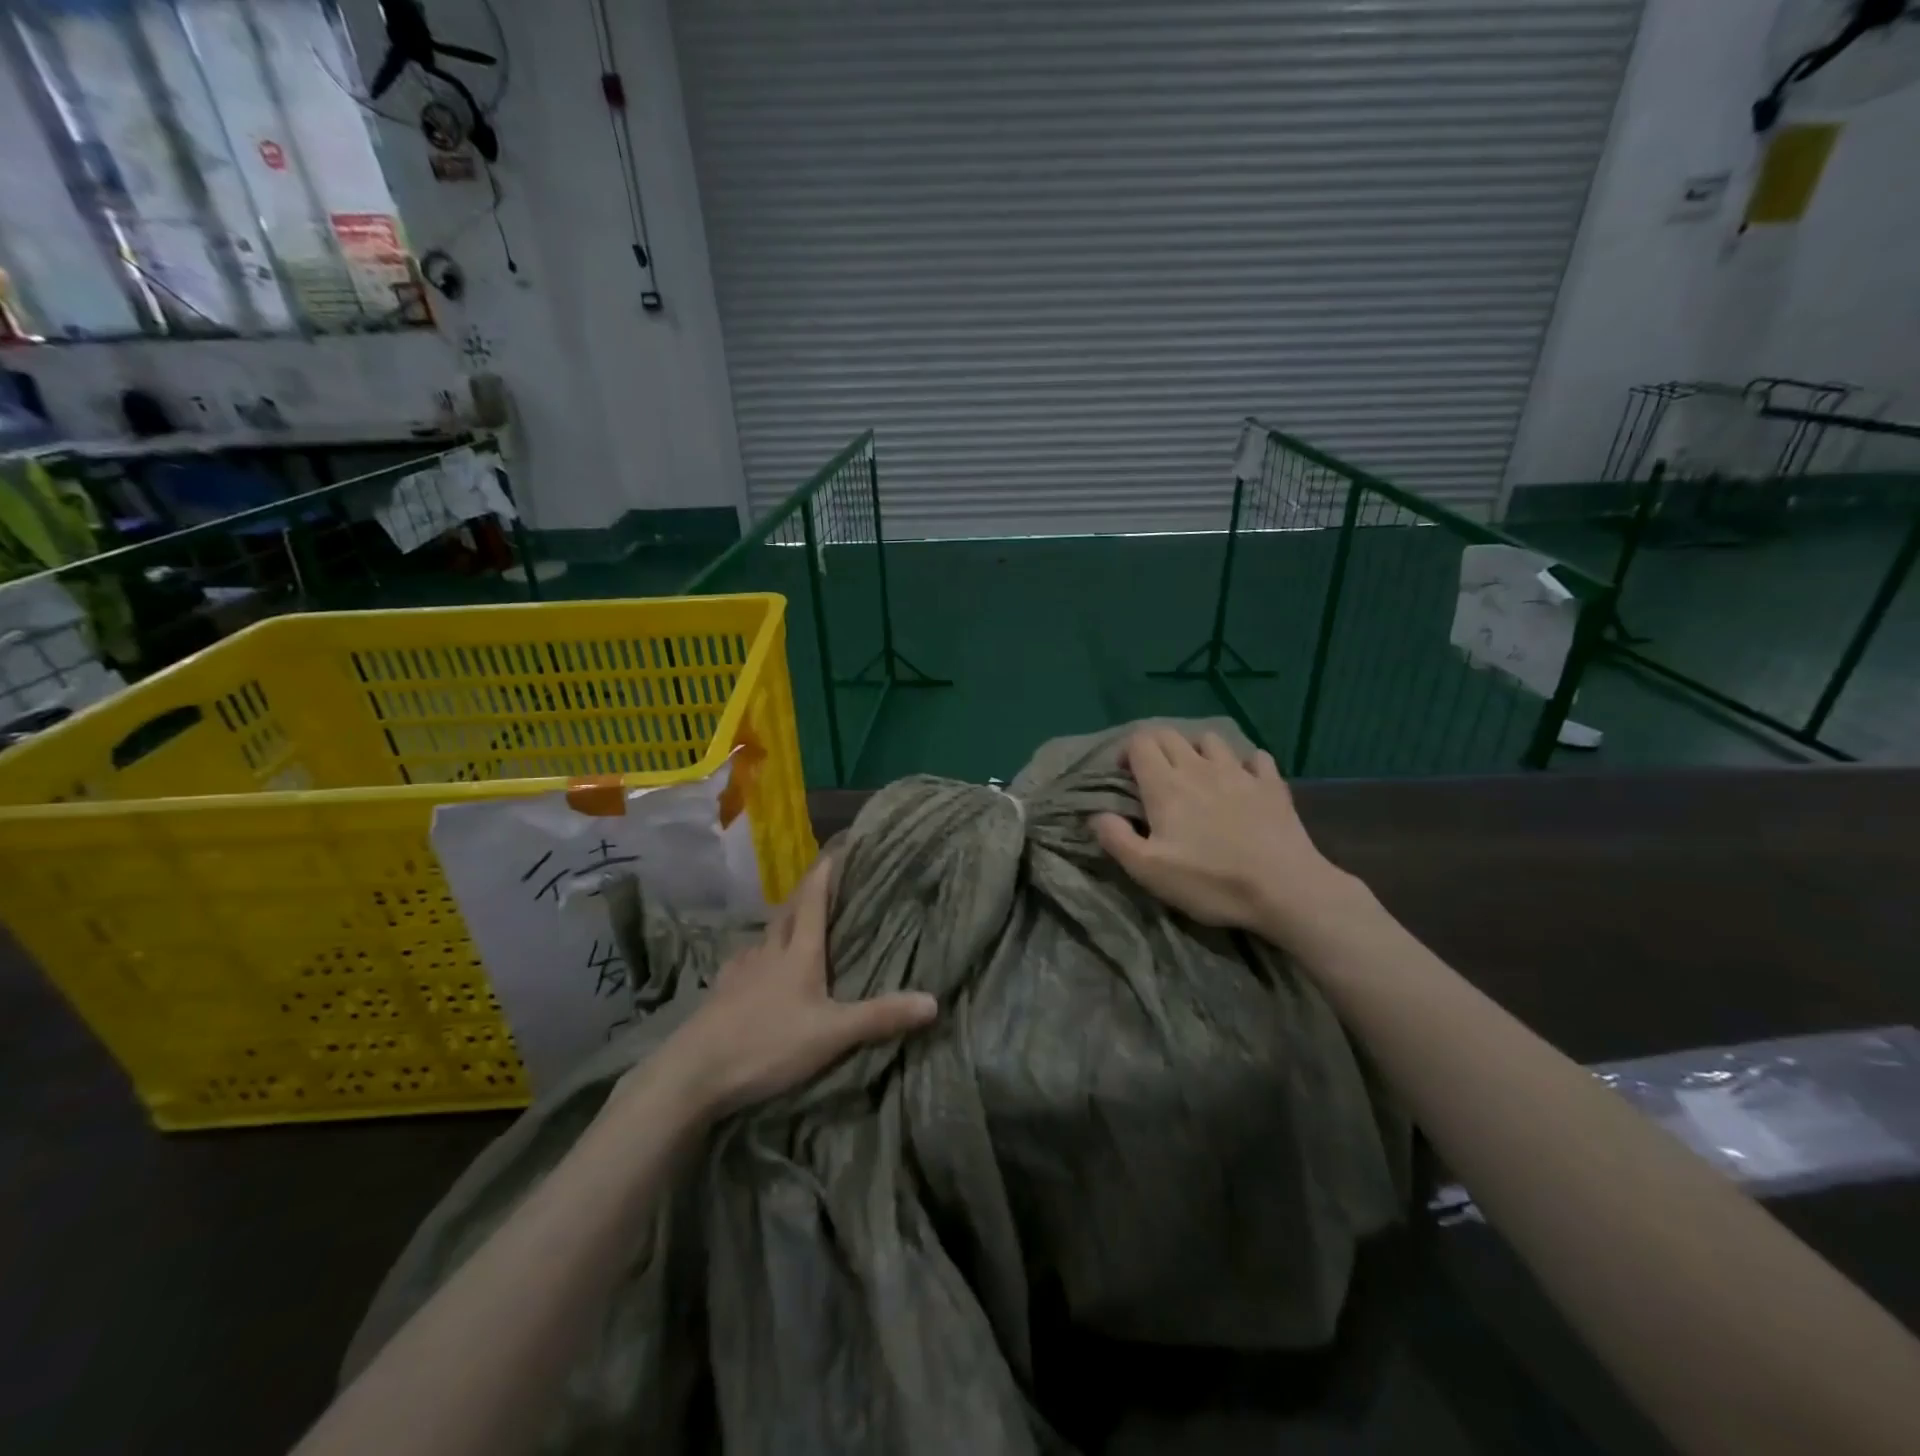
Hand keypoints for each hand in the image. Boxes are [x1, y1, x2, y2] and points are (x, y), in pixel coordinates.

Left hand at [645, 858, 938, 1116]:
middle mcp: (769, 952)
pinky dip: (758, 953)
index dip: (826, 874)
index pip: (814, 902)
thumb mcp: (832, 1034)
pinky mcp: (721, 992)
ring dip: (782, 921)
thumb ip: (880, 1017)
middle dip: (806, 893)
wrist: (693, 1072)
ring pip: (765, 936)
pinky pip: (745, 960)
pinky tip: (756, 963)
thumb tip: (934, 1001)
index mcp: (798, 954)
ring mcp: (740, 971)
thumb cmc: (767, 1044)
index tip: (837, 848)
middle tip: (822, 880)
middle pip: (789, 913)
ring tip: (795, 921)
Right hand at [1093, 727, 1360, 939]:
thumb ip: (1116, 838)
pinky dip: (1244, 763)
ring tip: (1196, 773)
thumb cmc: (1210, 882)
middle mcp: (1199, 768)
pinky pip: (1256, 757)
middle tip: (1153, 775)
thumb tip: (1097, 815)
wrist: (1285, 889)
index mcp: (1166, 785)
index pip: (1140, 743)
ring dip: (1197, 750)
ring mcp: (1239, 772)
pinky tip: (1243, 779)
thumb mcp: (1148, 871)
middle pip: (1170, 735)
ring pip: (1211, 740)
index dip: (1127, 752)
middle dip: (1155, 747)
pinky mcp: (1272, 785)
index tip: (1124, 775)